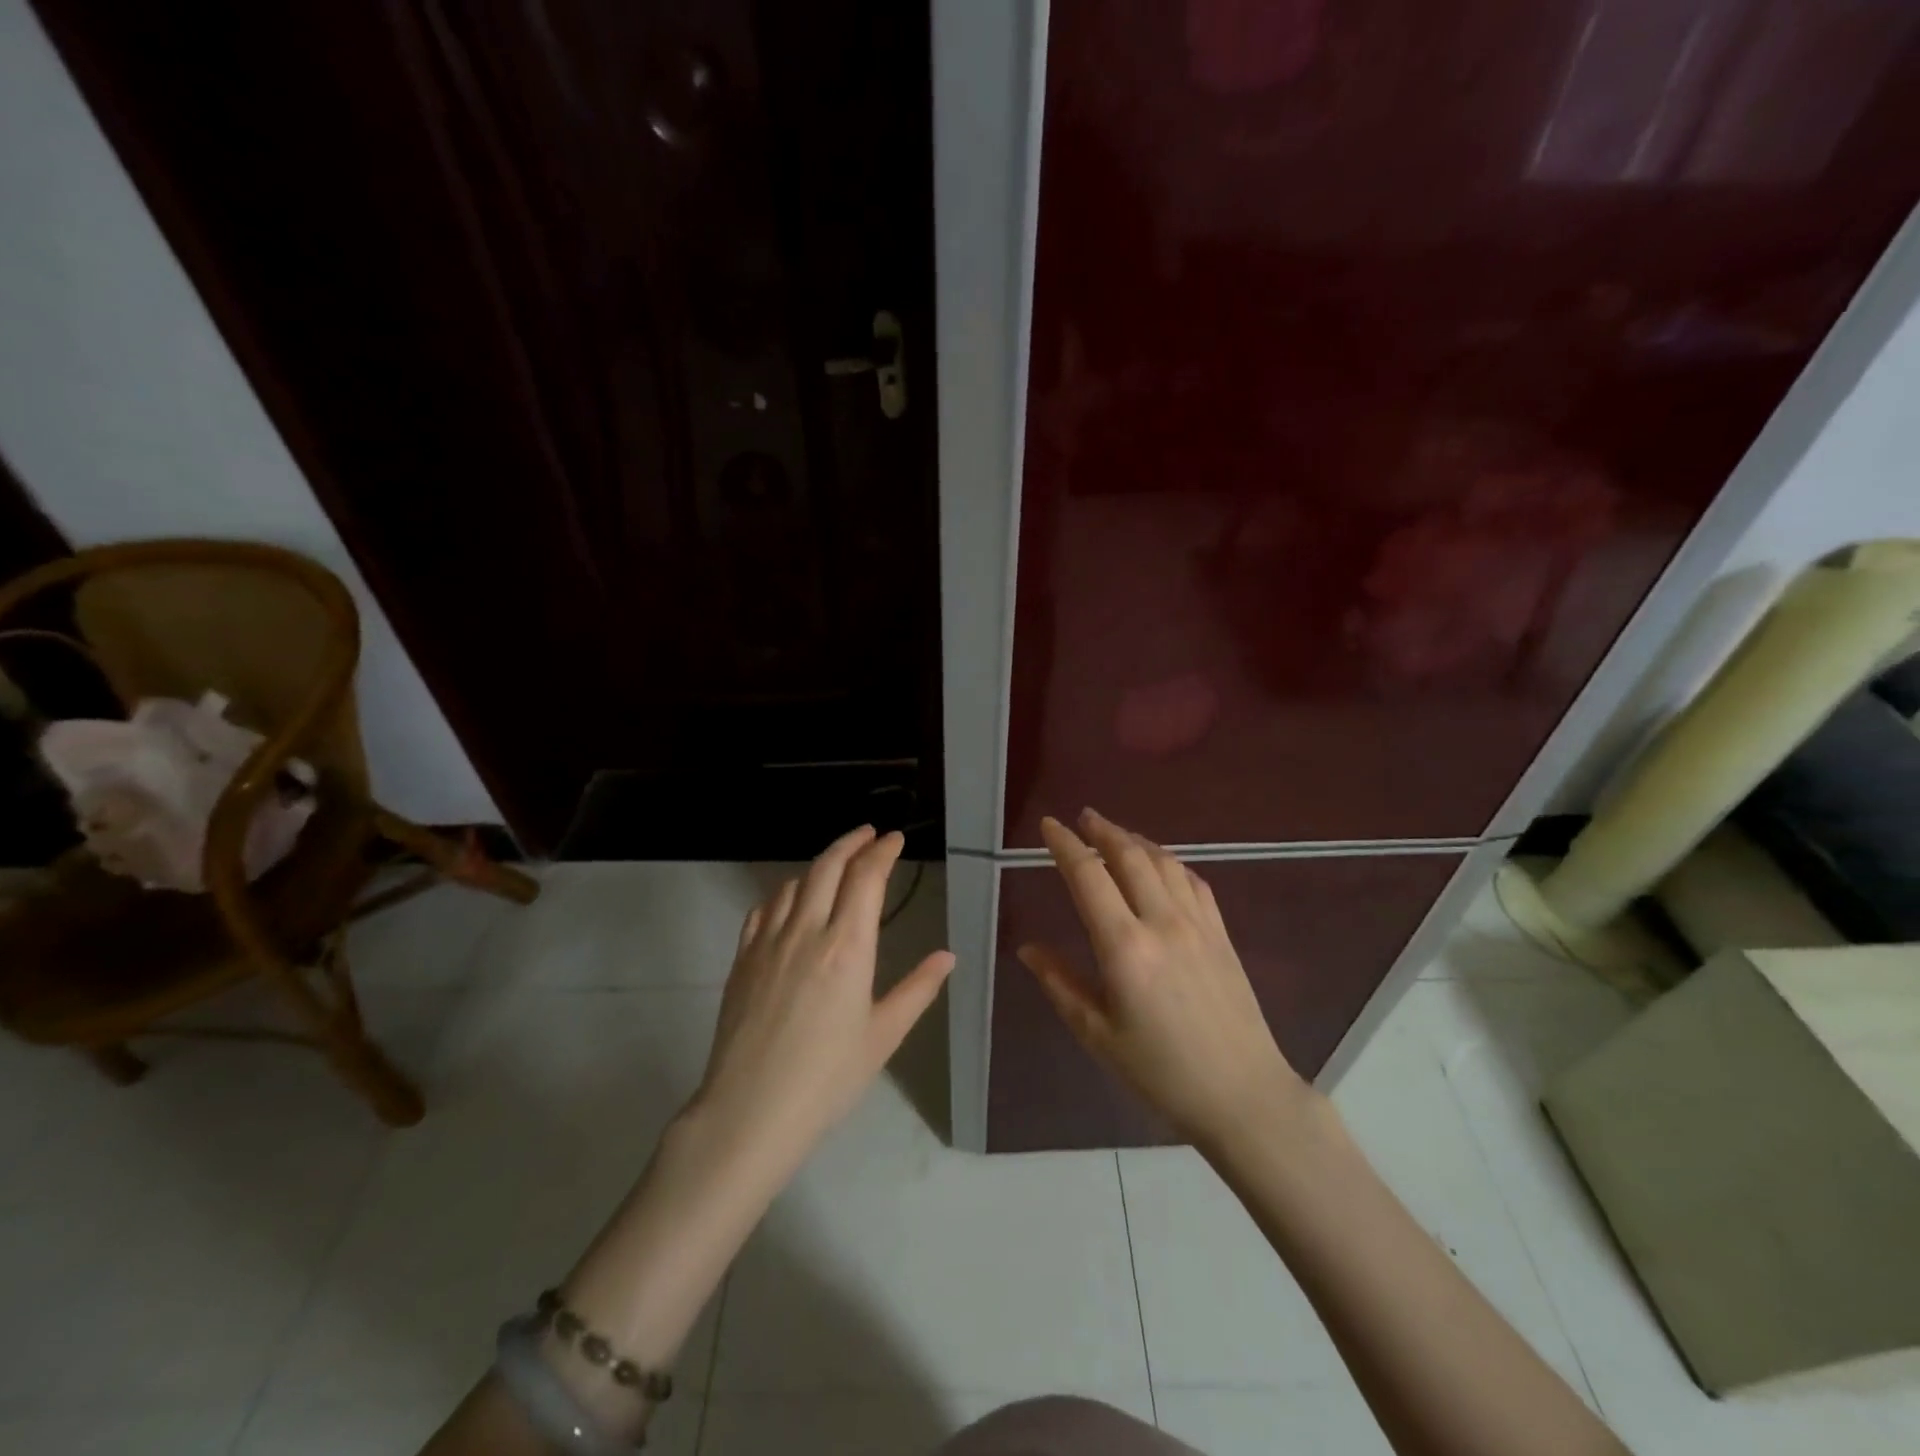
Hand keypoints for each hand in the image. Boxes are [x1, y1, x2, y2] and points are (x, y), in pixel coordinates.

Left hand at [691, 825, 954, 1176]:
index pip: (866, 878)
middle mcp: (806, 931)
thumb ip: (918, 989)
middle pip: (828, 866)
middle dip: (852, 843)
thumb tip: (947, 956)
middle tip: (869, 835)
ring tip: (835, 867)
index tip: (895, 840)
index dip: (883, 852)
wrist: (750, 1111)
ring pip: (794, 883)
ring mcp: (768, 942)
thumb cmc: (828, 1077)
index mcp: (847, 947)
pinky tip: (790, 902)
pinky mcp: (742, 958)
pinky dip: (783, 893)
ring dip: (819, 866)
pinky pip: (763, 909)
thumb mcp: (883, 1036)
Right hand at [1018, 808, 1308, 1146]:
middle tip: (1082, 817)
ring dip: (1135, 840)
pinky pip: (1193, 881)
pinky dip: (1170, 862)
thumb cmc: (1161, 1072)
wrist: (1242, 1094)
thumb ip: (1059, 983)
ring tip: (1115, 834)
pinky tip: (1161, 865)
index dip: (1066, 845)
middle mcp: (1162, 922)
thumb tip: (1027, 948)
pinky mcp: (1222, 934)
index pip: (1089, 876)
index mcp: (1125, 947)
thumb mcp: (1097, 1034)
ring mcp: (1198, 924)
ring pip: (1164, 862)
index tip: (1050, 825)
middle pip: (1129, 855)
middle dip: (1102, 830)